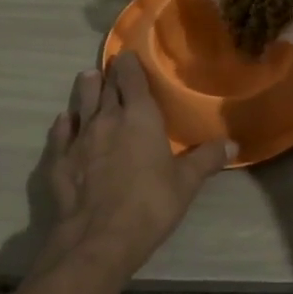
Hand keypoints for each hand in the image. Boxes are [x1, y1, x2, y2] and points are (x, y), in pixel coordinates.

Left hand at [30, 52, 233, 285]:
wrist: (99, 238)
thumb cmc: (150, 205)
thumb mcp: (186, 183)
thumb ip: (207, 159)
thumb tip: (233, 143)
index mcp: (139, 117)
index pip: (132, 78)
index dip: (130, 64)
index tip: (128, 55)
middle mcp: (106, 118)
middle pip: (106, 86)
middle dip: (110, 75)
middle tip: (113, 68)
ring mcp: (79, 137)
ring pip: (81, 102)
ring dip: (86, 90)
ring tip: (89, 79)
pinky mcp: (59, 159)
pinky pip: (61, 132)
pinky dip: (65, 123)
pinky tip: (65, 121)